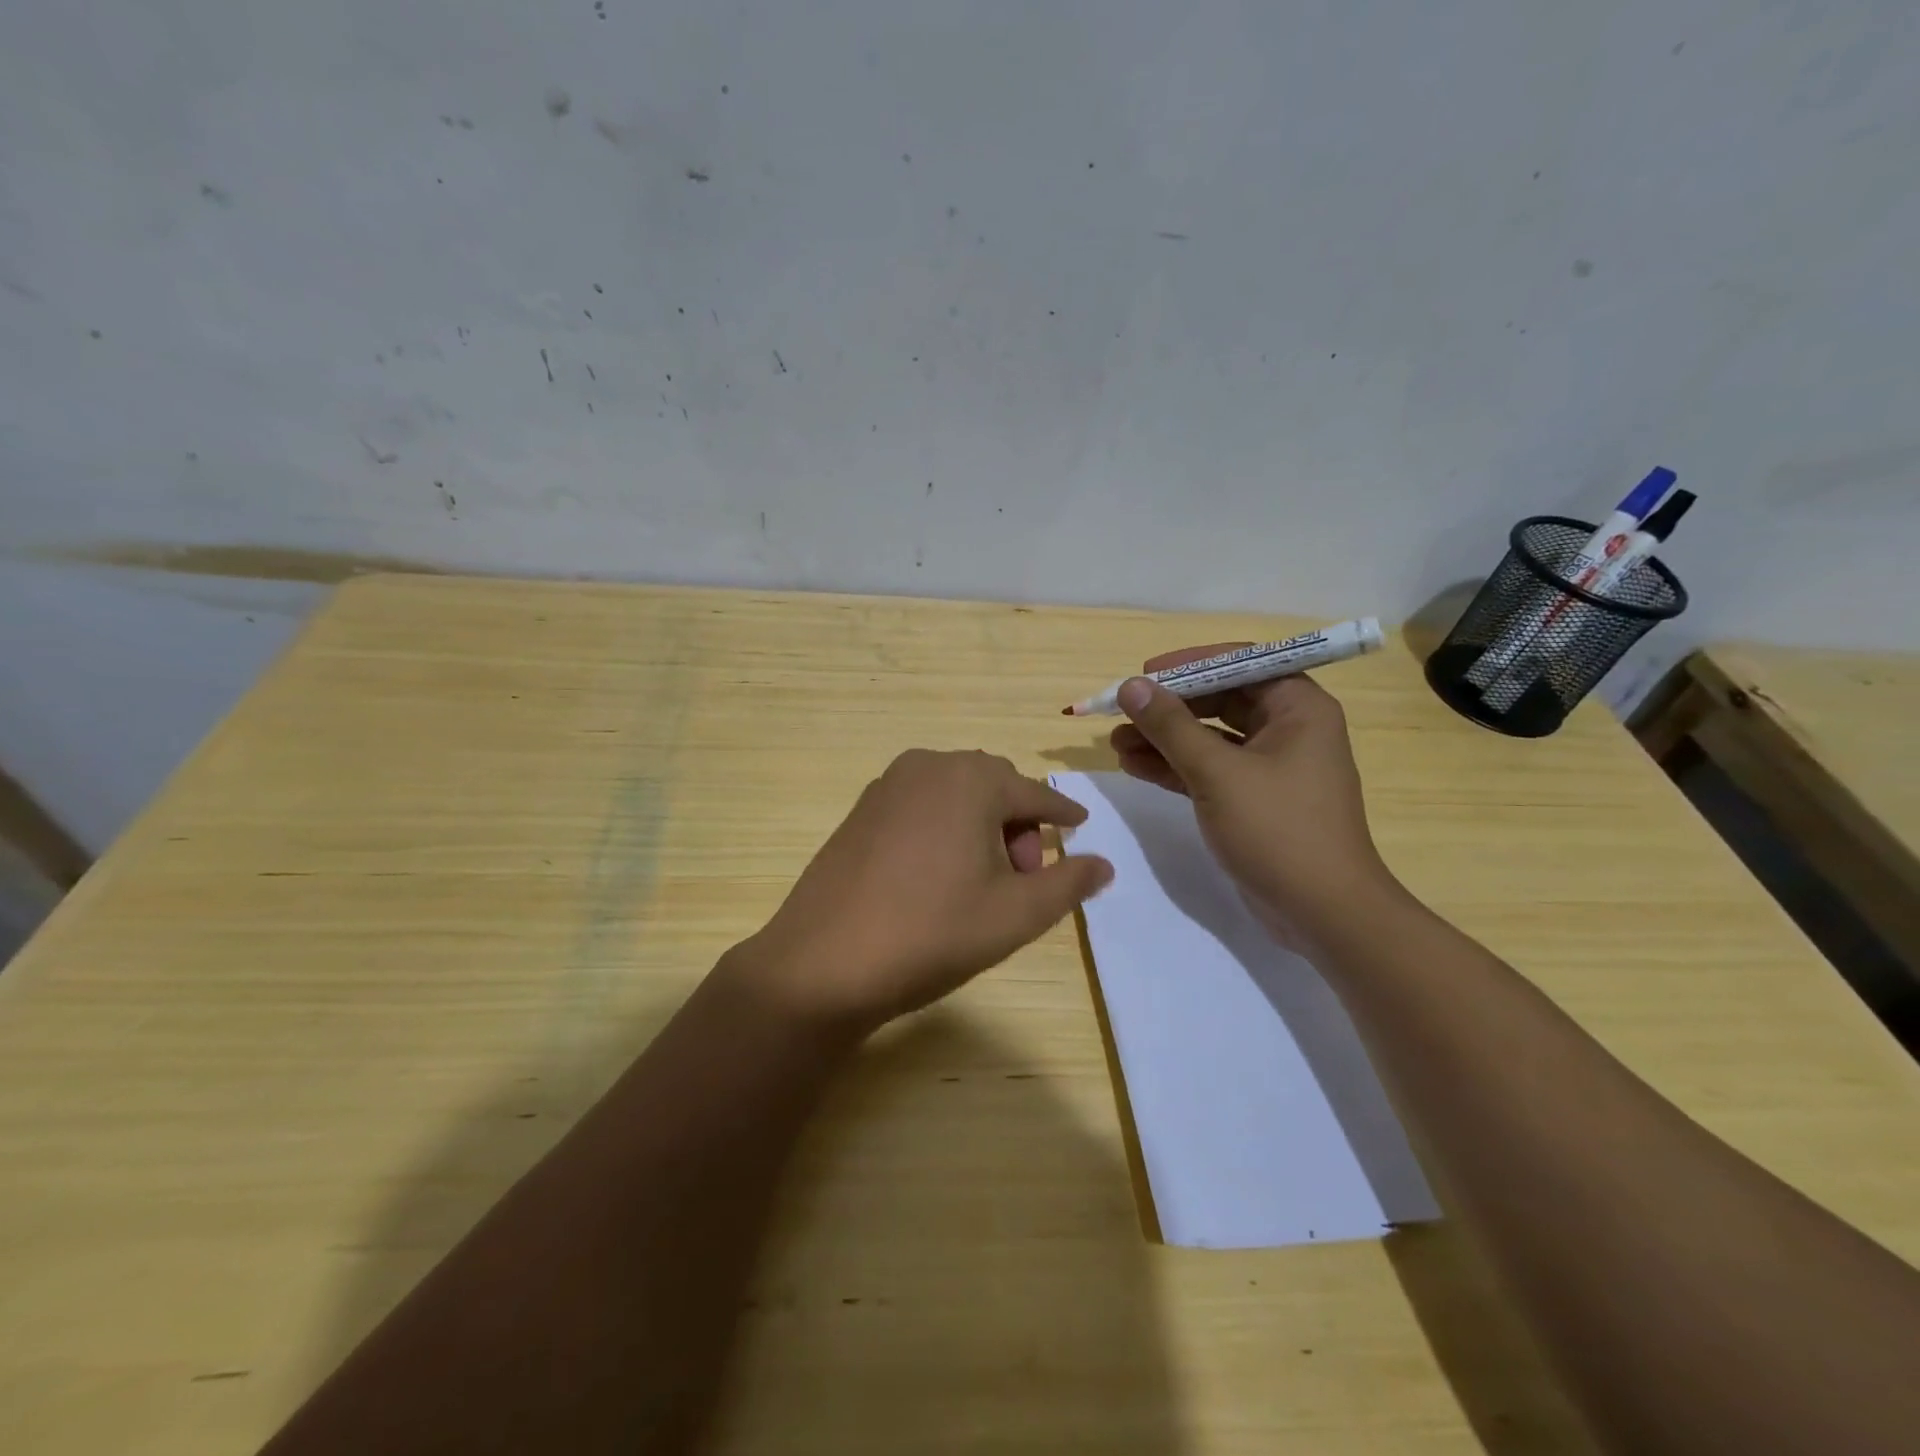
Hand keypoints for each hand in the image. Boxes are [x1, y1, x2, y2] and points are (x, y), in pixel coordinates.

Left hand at [732, 750, 1112, 1035]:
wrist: (823, 963)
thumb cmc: (932, 932)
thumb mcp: (1015, 914)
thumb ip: (1067, 883)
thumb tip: (1103, 864)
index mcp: (971, 779)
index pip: (1035, 792)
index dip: (1063, 813)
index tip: (1081, 827)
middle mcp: (929, 765)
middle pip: (994, 785)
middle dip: (1019, 823)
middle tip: (1024, 876)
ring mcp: (888, 785)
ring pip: (956, 793)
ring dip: (982, 823)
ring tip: (983, 879)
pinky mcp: (861, 809)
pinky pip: (922, 804)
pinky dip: (945, 825)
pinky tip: (940, 873)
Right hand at [1108, 646, 1399, 948]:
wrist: (1322, 913)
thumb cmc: (1278, 830)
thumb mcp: (1218, 773)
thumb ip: (1171, 726)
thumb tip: (1131, 686)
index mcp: (1298, 708)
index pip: (1241, 664)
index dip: (1190, 665)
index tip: (1145, 674)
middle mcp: (1288, 729)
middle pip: (1220, 700)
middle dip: (1169, 707)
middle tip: (1122, 712)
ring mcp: (1270, 767)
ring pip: (1209, 738)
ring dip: (1164, 738)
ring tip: (1115, 742)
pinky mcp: (1253, 799)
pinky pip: (1209, 770)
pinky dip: (1174, 767)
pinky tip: (1134, 766)